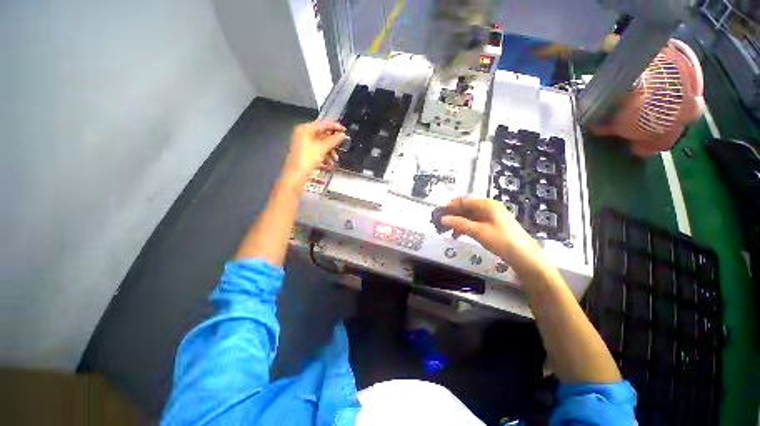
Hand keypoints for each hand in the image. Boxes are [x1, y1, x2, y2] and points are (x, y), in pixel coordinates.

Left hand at [282, 120, 345, 185]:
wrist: (296, 175)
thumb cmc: (307, 159)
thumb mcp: (323, 148)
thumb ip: (334, 140)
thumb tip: (342, 135)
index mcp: (305, 130)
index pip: (322, 125)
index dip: (334, 127)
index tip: (343, 130)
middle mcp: (303, 135)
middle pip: (322, 136)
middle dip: (332, 145)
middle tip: (340, 148)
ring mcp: (304, 145)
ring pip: (321, 146)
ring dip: (329, 153)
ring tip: (334, 161)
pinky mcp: (305, 154)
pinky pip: (318, 152)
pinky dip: (324, 158)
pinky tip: (329, 165)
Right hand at [441, 197, 546, 275]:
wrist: (524, 257)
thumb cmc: (501, 240)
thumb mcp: (477, 231)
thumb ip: (459, 223)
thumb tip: (442, 219)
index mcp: (487, 204)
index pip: (464, 200)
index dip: (451, 206)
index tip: (439, 214)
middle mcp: (489, 208)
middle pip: (466, 208)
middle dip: (453, 215)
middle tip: (441, 224)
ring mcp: (492, 217)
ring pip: (470, 216)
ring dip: (458, 222)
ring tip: (447, 232)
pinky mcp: (493, 226)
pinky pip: (475, 223)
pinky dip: (466, 227)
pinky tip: (458, 235)